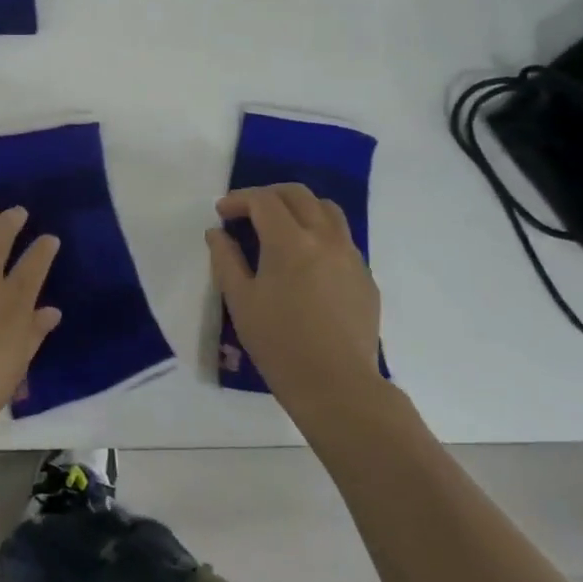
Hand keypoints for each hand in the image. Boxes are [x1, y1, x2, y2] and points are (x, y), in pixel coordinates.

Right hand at [206, 184, 382, 407]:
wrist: (337, 386)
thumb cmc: (279, 344)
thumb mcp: (240, 301)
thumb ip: (225, 259)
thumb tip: (217, 232)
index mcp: (290, 242)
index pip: (264, 200)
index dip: (239, 200)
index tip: (222, 213)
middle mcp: (325, 238)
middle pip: (298, 195)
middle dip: (268, 195)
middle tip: (248, 212)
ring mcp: (351, 256)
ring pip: (327, 210)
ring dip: (299, 207)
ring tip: (280, 226)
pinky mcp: (365, 276)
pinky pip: (342, 238)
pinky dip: (319, 233)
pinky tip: (306, 260)